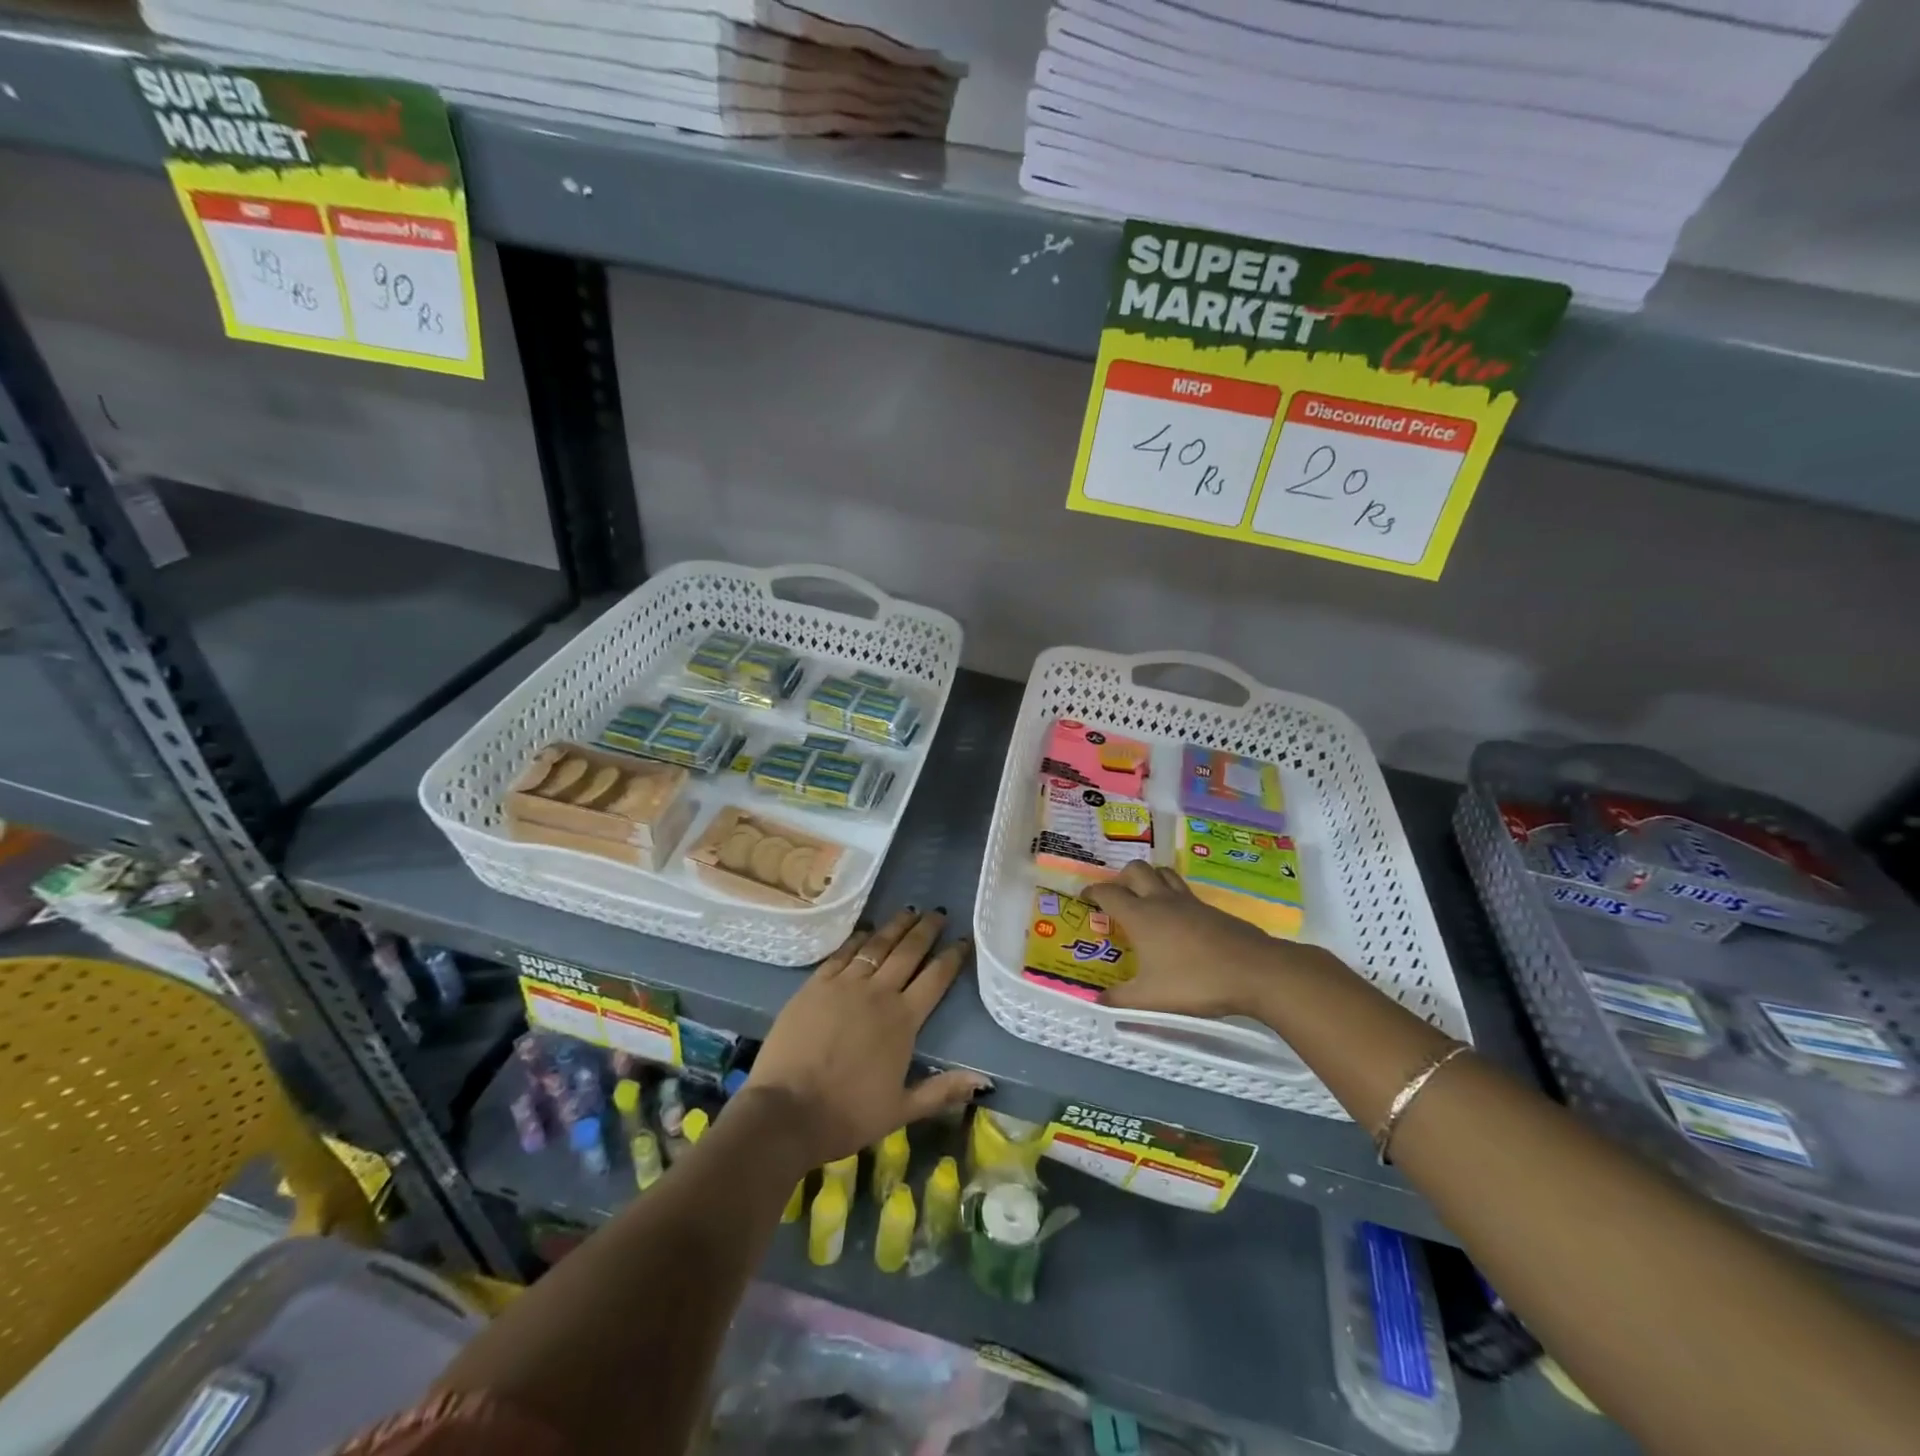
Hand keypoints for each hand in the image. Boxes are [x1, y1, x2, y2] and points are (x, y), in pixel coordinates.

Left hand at [746, 908, 987, 1168]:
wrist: (786, 1111)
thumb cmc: (847, 1115)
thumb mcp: (901, 1110)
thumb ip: (942, 1091)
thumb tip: (985, 1081)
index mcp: (903, 1020)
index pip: (936, 979)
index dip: (952, 957)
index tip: (964, 940)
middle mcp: (878, 993)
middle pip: (908, 952)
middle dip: (926, 930)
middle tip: (938, 913)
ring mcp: (844, 985)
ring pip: (876, 946)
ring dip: (895, 927)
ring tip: (908, 911)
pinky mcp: (815, 985)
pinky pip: (842, 953)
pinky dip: (857, 939)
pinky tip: (865, 932)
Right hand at [1085, 862, 1305, 1018]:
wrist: (1254, 971)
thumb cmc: (1195, 982)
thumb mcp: (1150, 999)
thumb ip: (1121, 1000)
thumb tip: (1098, 1002)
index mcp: (1140, 916)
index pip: (1109, 893)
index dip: (1093, 892)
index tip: (1085, 896)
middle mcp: (1161, 901)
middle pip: (1136, 870)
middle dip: (1121, 877)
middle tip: (1116, 895)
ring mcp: (1189, 902)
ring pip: (1163, 873)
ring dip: (1149, 878)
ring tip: (1145, 897)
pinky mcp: (1212, 910)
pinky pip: (1184, 891)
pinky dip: (1173, 895)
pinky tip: (1177, 919)